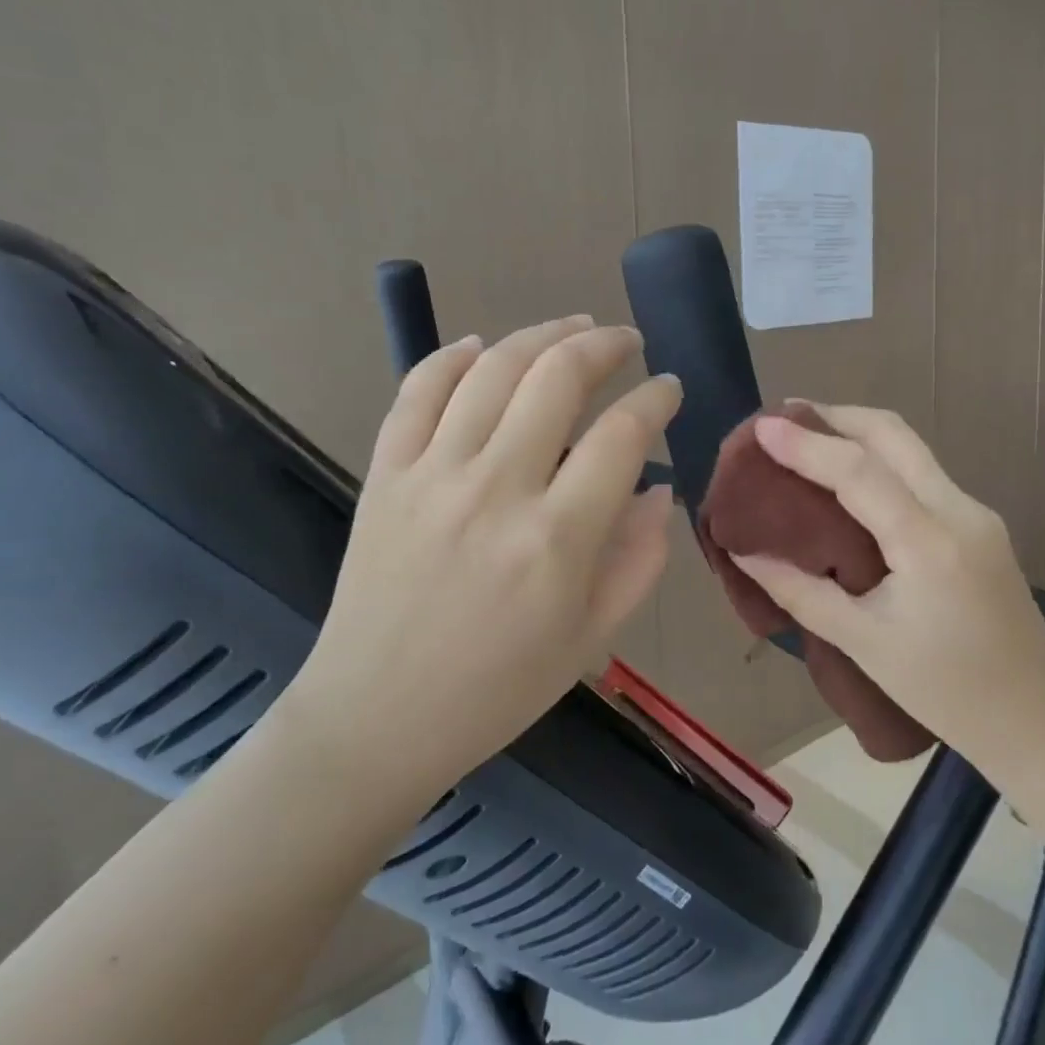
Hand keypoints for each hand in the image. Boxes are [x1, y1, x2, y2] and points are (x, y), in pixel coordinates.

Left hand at [285, 317, 680, 789]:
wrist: (375, 718)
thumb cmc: (497, 689)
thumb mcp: (592, 638)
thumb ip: (639, 559)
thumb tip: (660, 488)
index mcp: (557, 539)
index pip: (623, 435)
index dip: (656, 399)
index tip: (669, 389)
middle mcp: (496, 490)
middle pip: (557, 378)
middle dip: (604, 344)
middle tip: (627, 341)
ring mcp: (432, 475)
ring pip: (493, 369)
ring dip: (541, 333)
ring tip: (572, 326)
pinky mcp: (385, 474)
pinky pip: (418, 391)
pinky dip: (451, 356)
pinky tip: (481, 346)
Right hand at [731, 405, 1044, 763]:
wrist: (1034, 718)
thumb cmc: (943, 691)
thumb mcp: (861, 643)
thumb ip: (798, 591)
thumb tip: (745, 551)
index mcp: (929, 544)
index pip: (859, 471)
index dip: (807, 443)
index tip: (761, 425)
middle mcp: (960, 511)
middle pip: (894, 434)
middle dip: (836, 415)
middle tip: (784, 417)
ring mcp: (976, 512)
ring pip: (911, 447)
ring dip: (858, 432)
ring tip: (808, 436)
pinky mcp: (979, 522)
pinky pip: (922, 472)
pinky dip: (879, 458)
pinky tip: (849, 476)